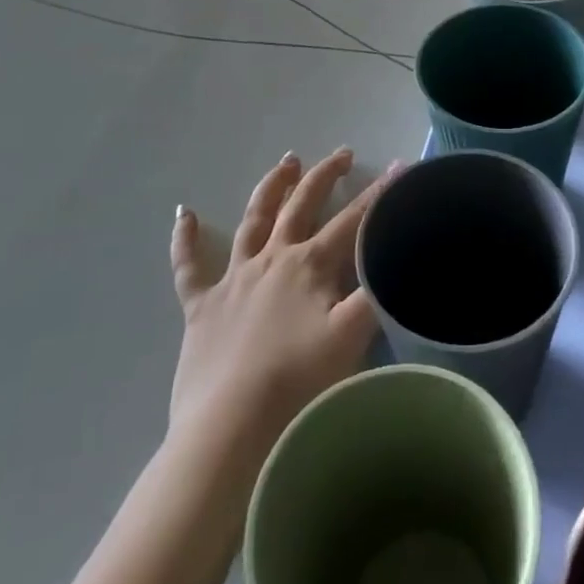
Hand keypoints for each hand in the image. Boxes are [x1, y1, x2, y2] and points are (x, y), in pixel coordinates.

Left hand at [169, 149, 394, 463]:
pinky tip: (182, 213)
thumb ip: (377, 291)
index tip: (401, 165)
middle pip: (301, 205)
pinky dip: (184, 239)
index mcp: (309, 265)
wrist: (230, 428)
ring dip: (272, 188)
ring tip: (286, 162)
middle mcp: (272, 259)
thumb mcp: (353, 336)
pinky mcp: (200, 307)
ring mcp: (233, 280)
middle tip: (342, 155)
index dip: (380, 193)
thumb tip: (397, 257)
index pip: (353, 220)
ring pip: (253, 220)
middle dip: (324, 176)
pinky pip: (189, 266)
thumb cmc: (299, 383)